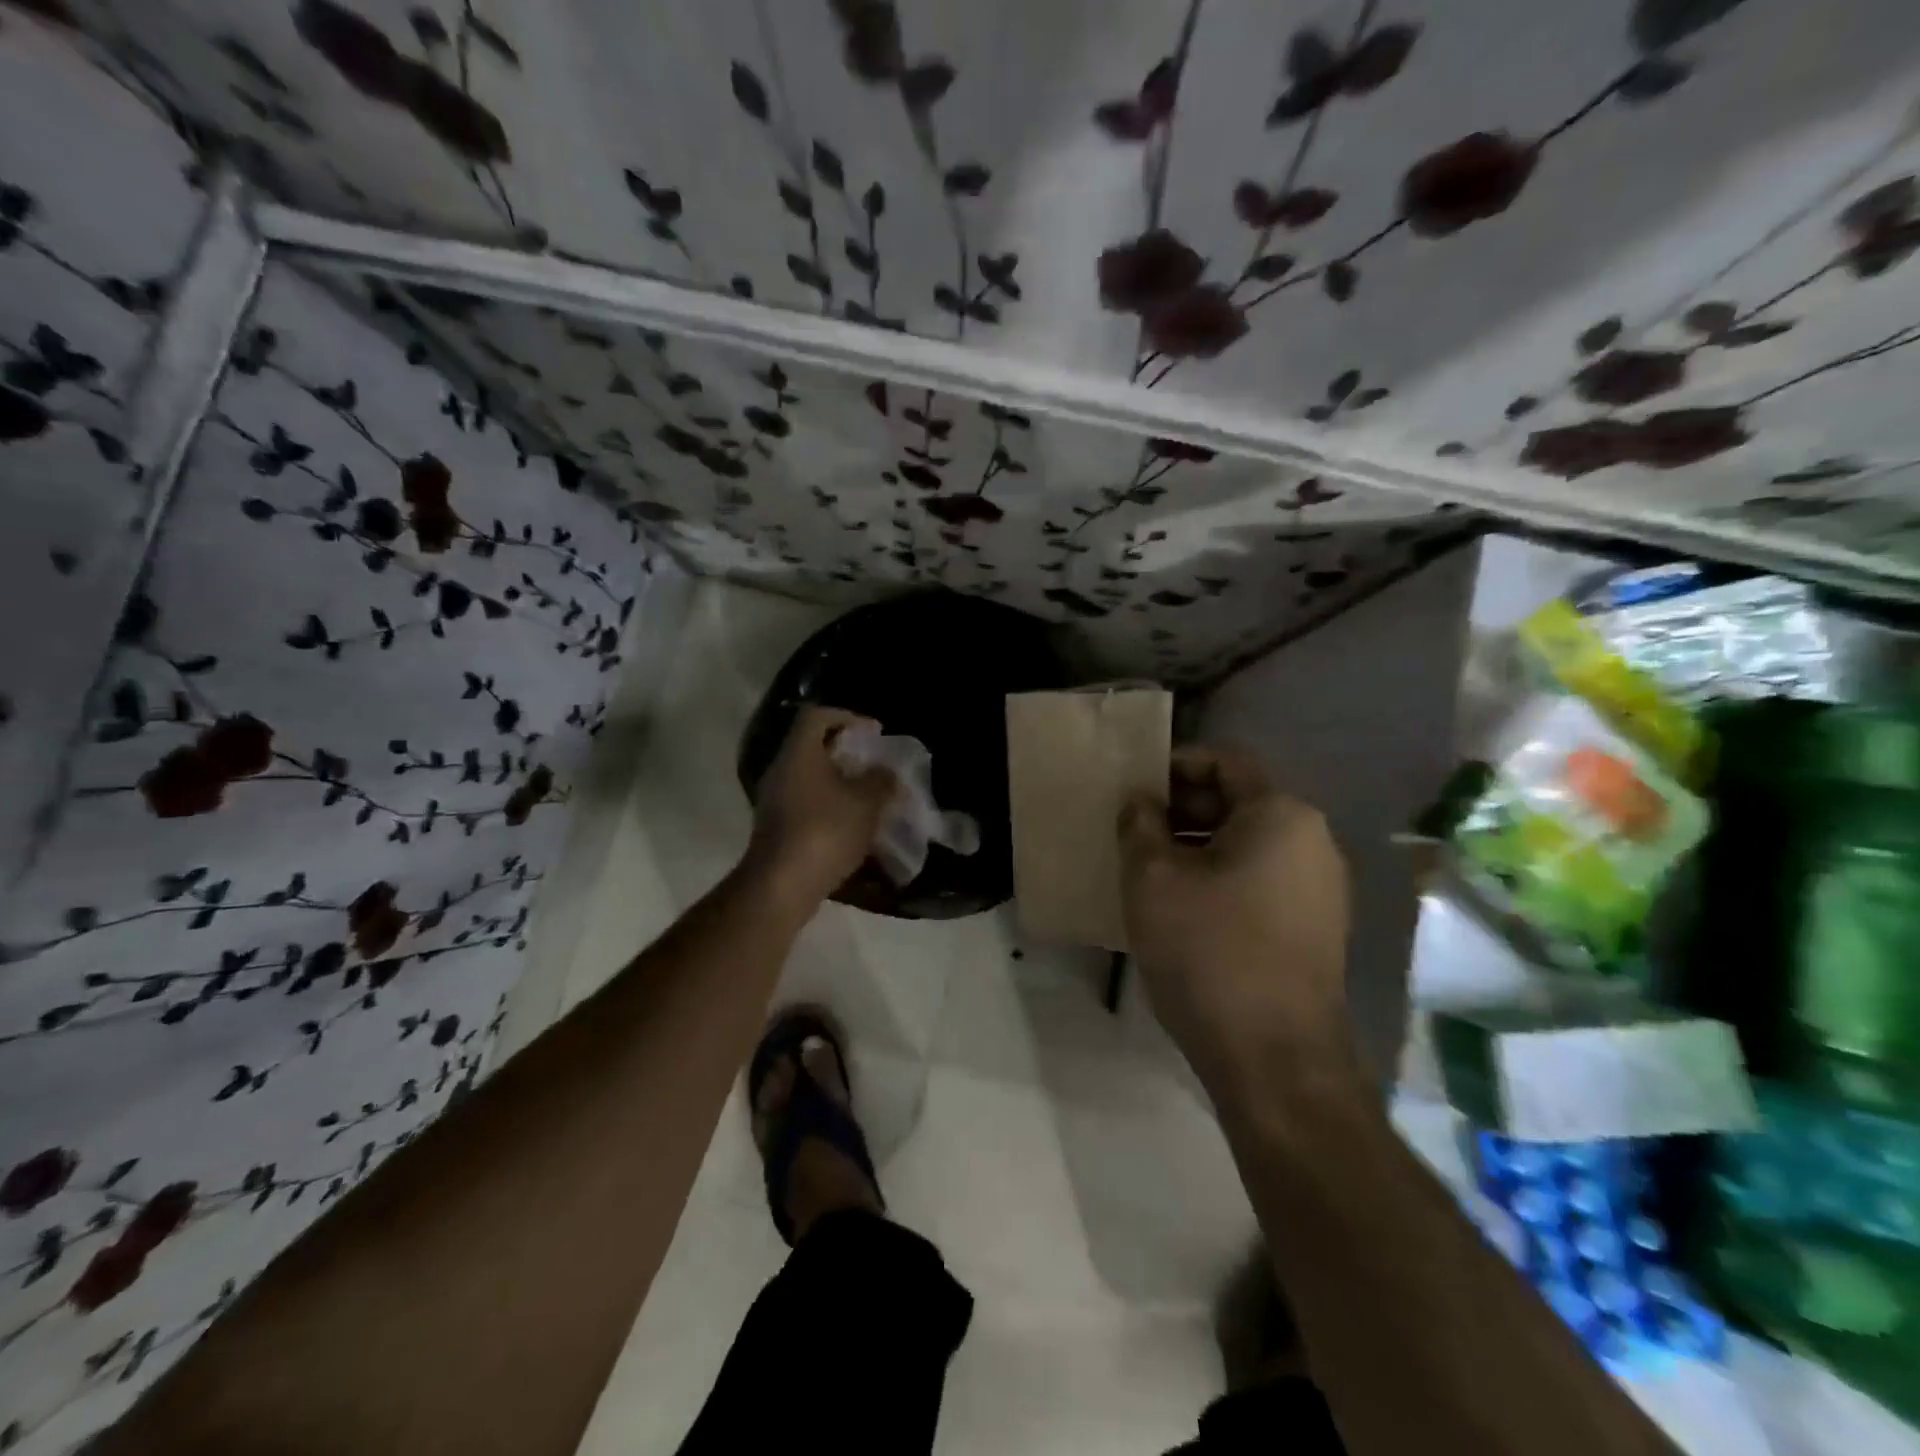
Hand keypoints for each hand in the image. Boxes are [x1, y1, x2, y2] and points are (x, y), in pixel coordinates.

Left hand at [744, 706, 897, 909]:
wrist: (782, 885)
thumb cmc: (825, 831)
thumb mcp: (867, 803)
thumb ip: (881, 781)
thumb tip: (887, 772)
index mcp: (799, 753)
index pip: (817, 715)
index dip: (847, 716)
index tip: (873, 733)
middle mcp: (781, 770)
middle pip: (813, 746)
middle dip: (847, 753)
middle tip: (875, 764)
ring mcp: (775, 800)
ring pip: (810, 777)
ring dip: (840, 782)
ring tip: (870, 795)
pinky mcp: (777, 827)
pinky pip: (806, 803)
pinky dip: (830, 805)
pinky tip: (853, 824)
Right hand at [1119, 746, 1352, 1094]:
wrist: (1275, 1061)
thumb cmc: (1209, 951)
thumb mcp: (1152, 878)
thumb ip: (1139, 824)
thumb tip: (1140, 802)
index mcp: (1281, 815)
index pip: (1224, 761)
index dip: (1174, 766)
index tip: (1134, 790)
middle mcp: (1313, 842)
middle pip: (1239, 802)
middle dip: (1182, 810)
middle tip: (1134, 832)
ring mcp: (1321, 889)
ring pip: (1248, 845)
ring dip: (1197, 848)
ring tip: (1149, 871)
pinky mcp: (1316, 930)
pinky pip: (1261, 881)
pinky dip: (1220, 879)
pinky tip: (1181, 908)